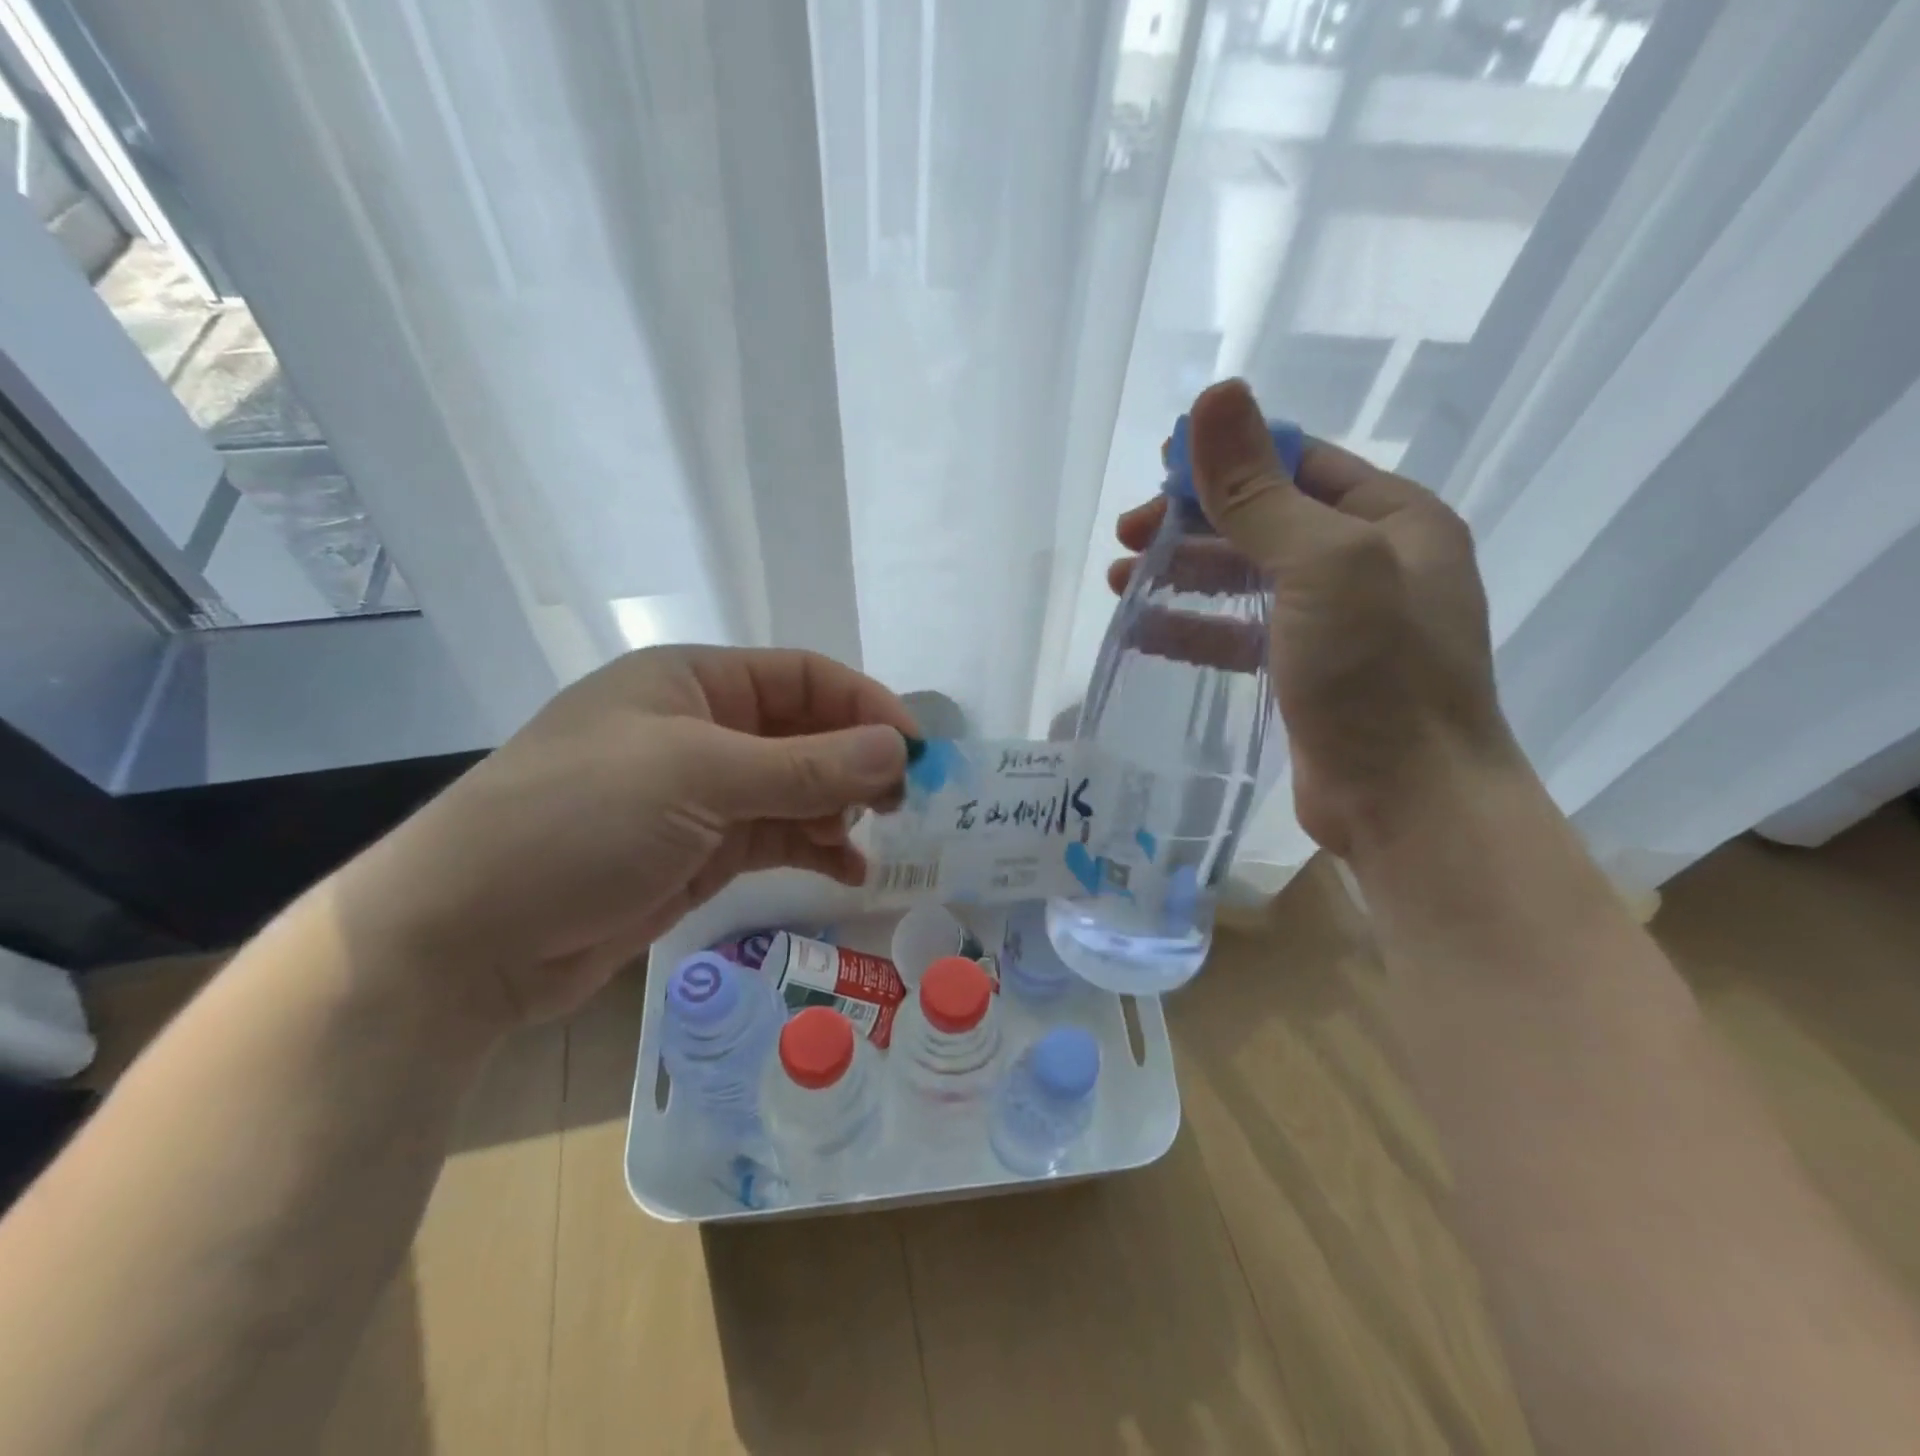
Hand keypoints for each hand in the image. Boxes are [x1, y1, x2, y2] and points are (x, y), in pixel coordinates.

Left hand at [338, 646, 914, 1027]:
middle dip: (856, 761)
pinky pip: (776, 837)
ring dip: (838, 809)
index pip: (802, 678)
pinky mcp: (699, 852)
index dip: (864, 705)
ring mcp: (701, 795)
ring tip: (870, 838)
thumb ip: (806, 766)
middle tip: (902, 800)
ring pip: (795, 790)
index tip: (915, 749)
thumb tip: (896, 749)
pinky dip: (814, 849)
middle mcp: (701, 730)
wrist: (466, 937)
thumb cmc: (577, 822)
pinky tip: (847, 870)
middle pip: (804, 733)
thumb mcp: (698, 778)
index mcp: (692, 683)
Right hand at [1109, 379, 1514, 855]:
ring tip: (1120, 581)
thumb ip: (1261, 490)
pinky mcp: (1309, 675)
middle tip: (1126, 535)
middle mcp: (1370, 563)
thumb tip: (1214, 396)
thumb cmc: (1378, 673)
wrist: (1410, 802)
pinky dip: (1196, 628)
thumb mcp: (1322, 565)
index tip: (1159, 472)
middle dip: (1193, 523)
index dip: (1228, 459)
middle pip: (1266, 521)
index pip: (1298, 463)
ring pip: (1248, 580)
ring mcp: (1340, 624)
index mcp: (1392, 519)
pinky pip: (1243, 634)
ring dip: (1185, 574)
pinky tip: (1147, 631)